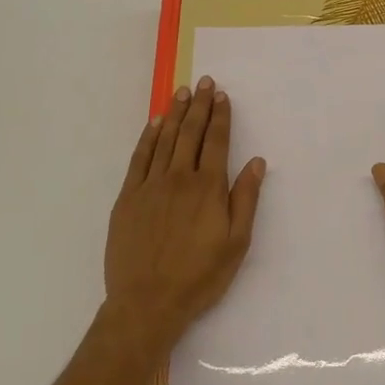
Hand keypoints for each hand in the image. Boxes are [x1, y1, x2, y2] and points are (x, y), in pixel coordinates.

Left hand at [105, 76, 265, 348]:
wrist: (147, 302)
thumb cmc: (199, 277)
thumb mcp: (236, 243)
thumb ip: (245, 199)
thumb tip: (256, 162)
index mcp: (208, 188)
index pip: (216, 142)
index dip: (220, 117)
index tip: (222, 95)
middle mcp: (179, 179)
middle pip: (191, 134)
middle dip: (199, 106)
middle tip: (203, 82)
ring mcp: (150, 186)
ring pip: (164, 140)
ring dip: (175, 114)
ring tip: (182, 92)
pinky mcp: (128, 197)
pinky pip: (139, 158)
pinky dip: (148, 137)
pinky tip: (155, 123)